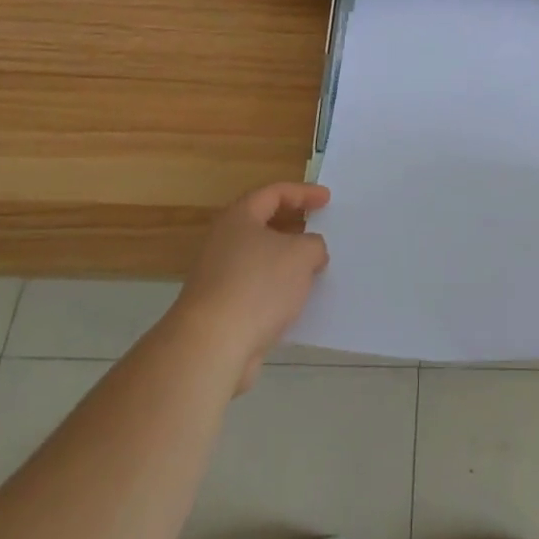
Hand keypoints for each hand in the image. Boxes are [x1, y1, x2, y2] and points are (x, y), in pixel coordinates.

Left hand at [170, 181, 330, 393]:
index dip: (303, 192)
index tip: (327, 199)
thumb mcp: (302, 255)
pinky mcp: (219, 308)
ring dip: (286, 262)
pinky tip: (296, 302)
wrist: (211, 346)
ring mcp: (218, 276)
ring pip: (260, 259)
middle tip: (319, 230)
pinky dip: (276, 289)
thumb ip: (314, 245)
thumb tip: (311, 252)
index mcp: (239, 217)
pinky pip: (256, 288)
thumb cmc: (258, 285)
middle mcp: (224, 241)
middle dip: (294, 227)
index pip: (274, 193)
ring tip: (315, 269)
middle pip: (264, 224)